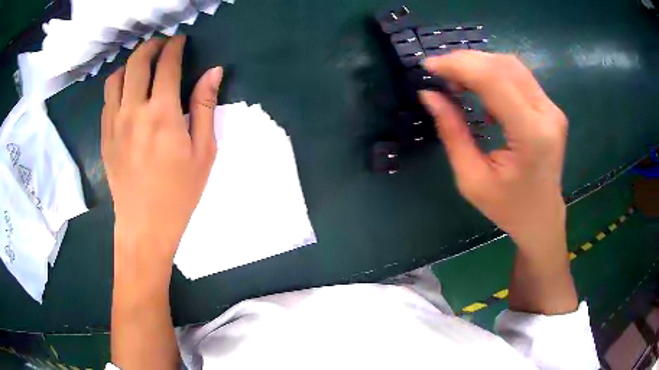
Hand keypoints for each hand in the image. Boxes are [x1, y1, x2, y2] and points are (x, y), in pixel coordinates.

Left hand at [102, 35, 222, 261]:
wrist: (145, 226)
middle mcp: (133, 111)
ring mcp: (114, 123)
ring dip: (130, 63)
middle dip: (151, 46)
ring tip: (142, 65)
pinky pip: (107, 99)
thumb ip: (205, 107)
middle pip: (137, 62)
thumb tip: (214, 72)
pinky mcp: (104, 136)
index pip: (167, 65)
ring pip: (116, 77)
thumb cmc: (179, 193)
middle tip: (161, 45)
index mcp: (162, 114)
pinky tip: (127, 91)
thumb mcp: (203, 151)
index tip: (180, 40)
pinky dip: (118, 85)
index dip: (174, 47)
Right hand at [419, 51, 567, 247]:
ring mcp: (553, 109)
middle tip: (440, 72)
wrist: (542, 218)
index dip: (459, 66)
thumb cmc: (508, 208)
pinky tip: (479, 88)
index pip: (494, 80)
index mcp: (531, 136)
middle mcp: (548, 114)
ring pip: (512, 66)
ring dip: (479, 64)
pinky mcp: (551, 108)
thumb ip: (452, 133)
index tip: (429, 66)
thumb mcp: (472, 179)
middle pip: (504, 66)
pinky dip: (494, 74)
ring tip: (456, 78)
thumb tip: (429, 95)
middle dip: (466, 61)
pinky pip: (519, 77)